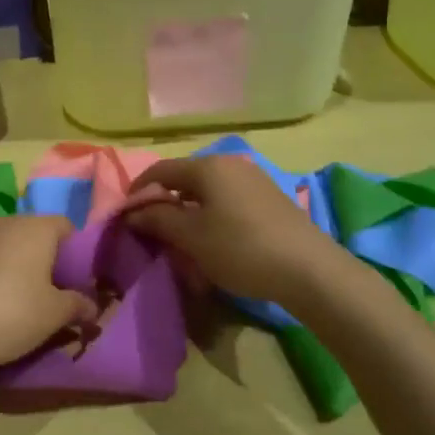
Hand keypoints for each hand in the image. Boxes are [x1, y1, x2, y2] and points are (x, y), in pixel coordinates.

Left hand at [0, 216, 94, 375]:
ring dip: (17, 264)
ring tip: (22, 297)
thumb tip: (92, 306)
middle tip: (52, 289)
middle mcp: (6, 223)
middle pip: (34, 233)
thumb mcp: (54, 314)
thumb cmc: (12, 313)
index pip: (65, 225)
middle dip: (45, 257)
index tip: (76, 278)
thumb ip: (77, 305)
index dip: (75, 250)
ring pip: (7, 244)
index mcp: (36, 228)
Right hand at [126, 155, 347, 308]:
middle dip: (164, 203)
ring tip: (180, 239)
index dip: (138, 190)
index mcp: (208, 166)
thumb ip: (158, 219)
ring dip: (188, 212)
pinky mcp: (270, 200)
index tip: (124, 215)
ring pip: (207, 192)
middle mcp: (230, 164)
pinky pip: (228, 201)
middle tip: (151, 230)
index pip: (160, 170)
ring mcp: (254, 180)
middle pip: (185, 179)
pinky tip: (213, 240)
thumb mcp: (191, 237)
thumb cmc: (240, 248)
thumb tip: (132, 212)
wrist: (310, 270)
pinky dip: (211, 216)